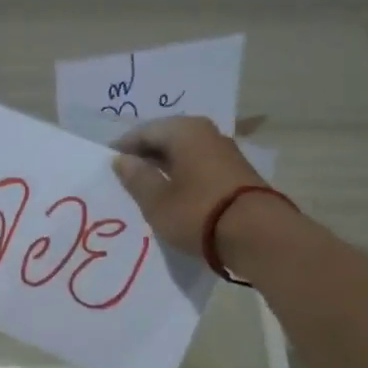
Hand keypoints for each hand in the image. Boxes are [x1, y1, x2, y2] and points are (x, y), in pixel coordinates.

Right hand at [111, 117, 267, 254]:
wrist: (258, 236)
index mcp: (185, 131)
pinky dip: (184, 178)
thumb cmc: (199, 213)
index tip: (109, 164)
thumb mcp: (157, 201)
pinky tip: (175, 196)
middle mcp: (207, 133)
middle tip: (126, 177)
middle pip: (168, 140)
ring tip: (148, 190)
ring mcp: (226, 153)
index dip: (124, 147)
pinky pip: (200, 168)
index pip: (145, 131)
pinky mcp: (237, 174)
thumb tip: (123, 160)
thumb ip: (137, 178)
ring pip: (186, 154)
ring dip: (166, 168)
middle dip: (146, 157)